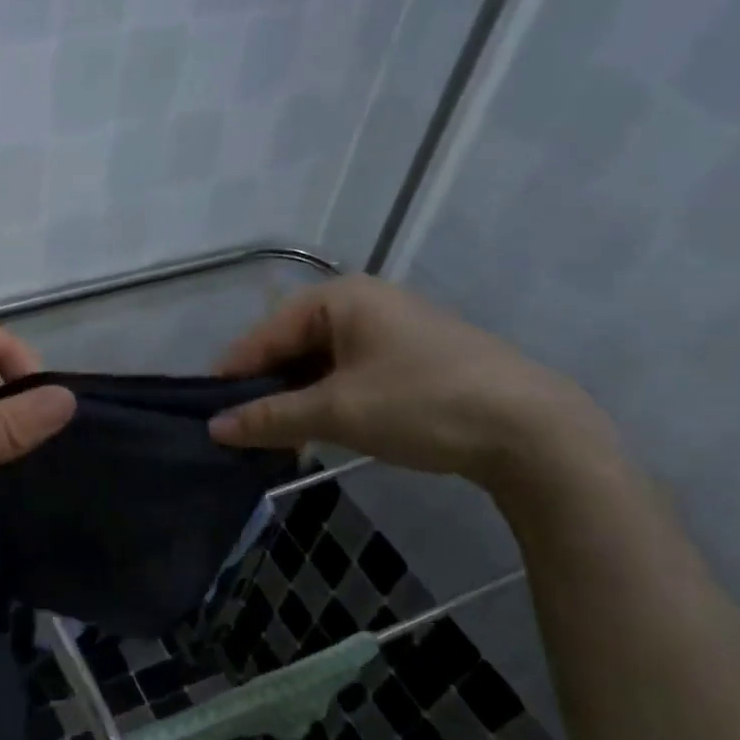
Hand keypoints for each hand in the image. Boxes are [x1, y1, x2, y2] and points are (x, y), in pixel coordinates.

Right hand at [209, 276, 612, 489]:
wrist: (531, 431)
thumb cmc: (423, 403)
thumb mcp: (337, 412)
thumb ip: (269, 417)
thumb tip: (213, 428)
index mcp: (340, 298)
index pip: (264, 334)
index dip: (233, 375)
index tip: (207, 414)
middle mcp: (361, 303)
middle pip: (290, 347)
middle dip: (265, 391)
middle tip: (241, 434)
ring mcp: (388, 330)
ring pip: (318, 365)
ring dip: (295, 402)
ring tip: (275, 441)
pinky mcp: (407, 358)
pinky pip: (346, 375)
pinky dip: (326, 403)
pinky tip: (316, 434)